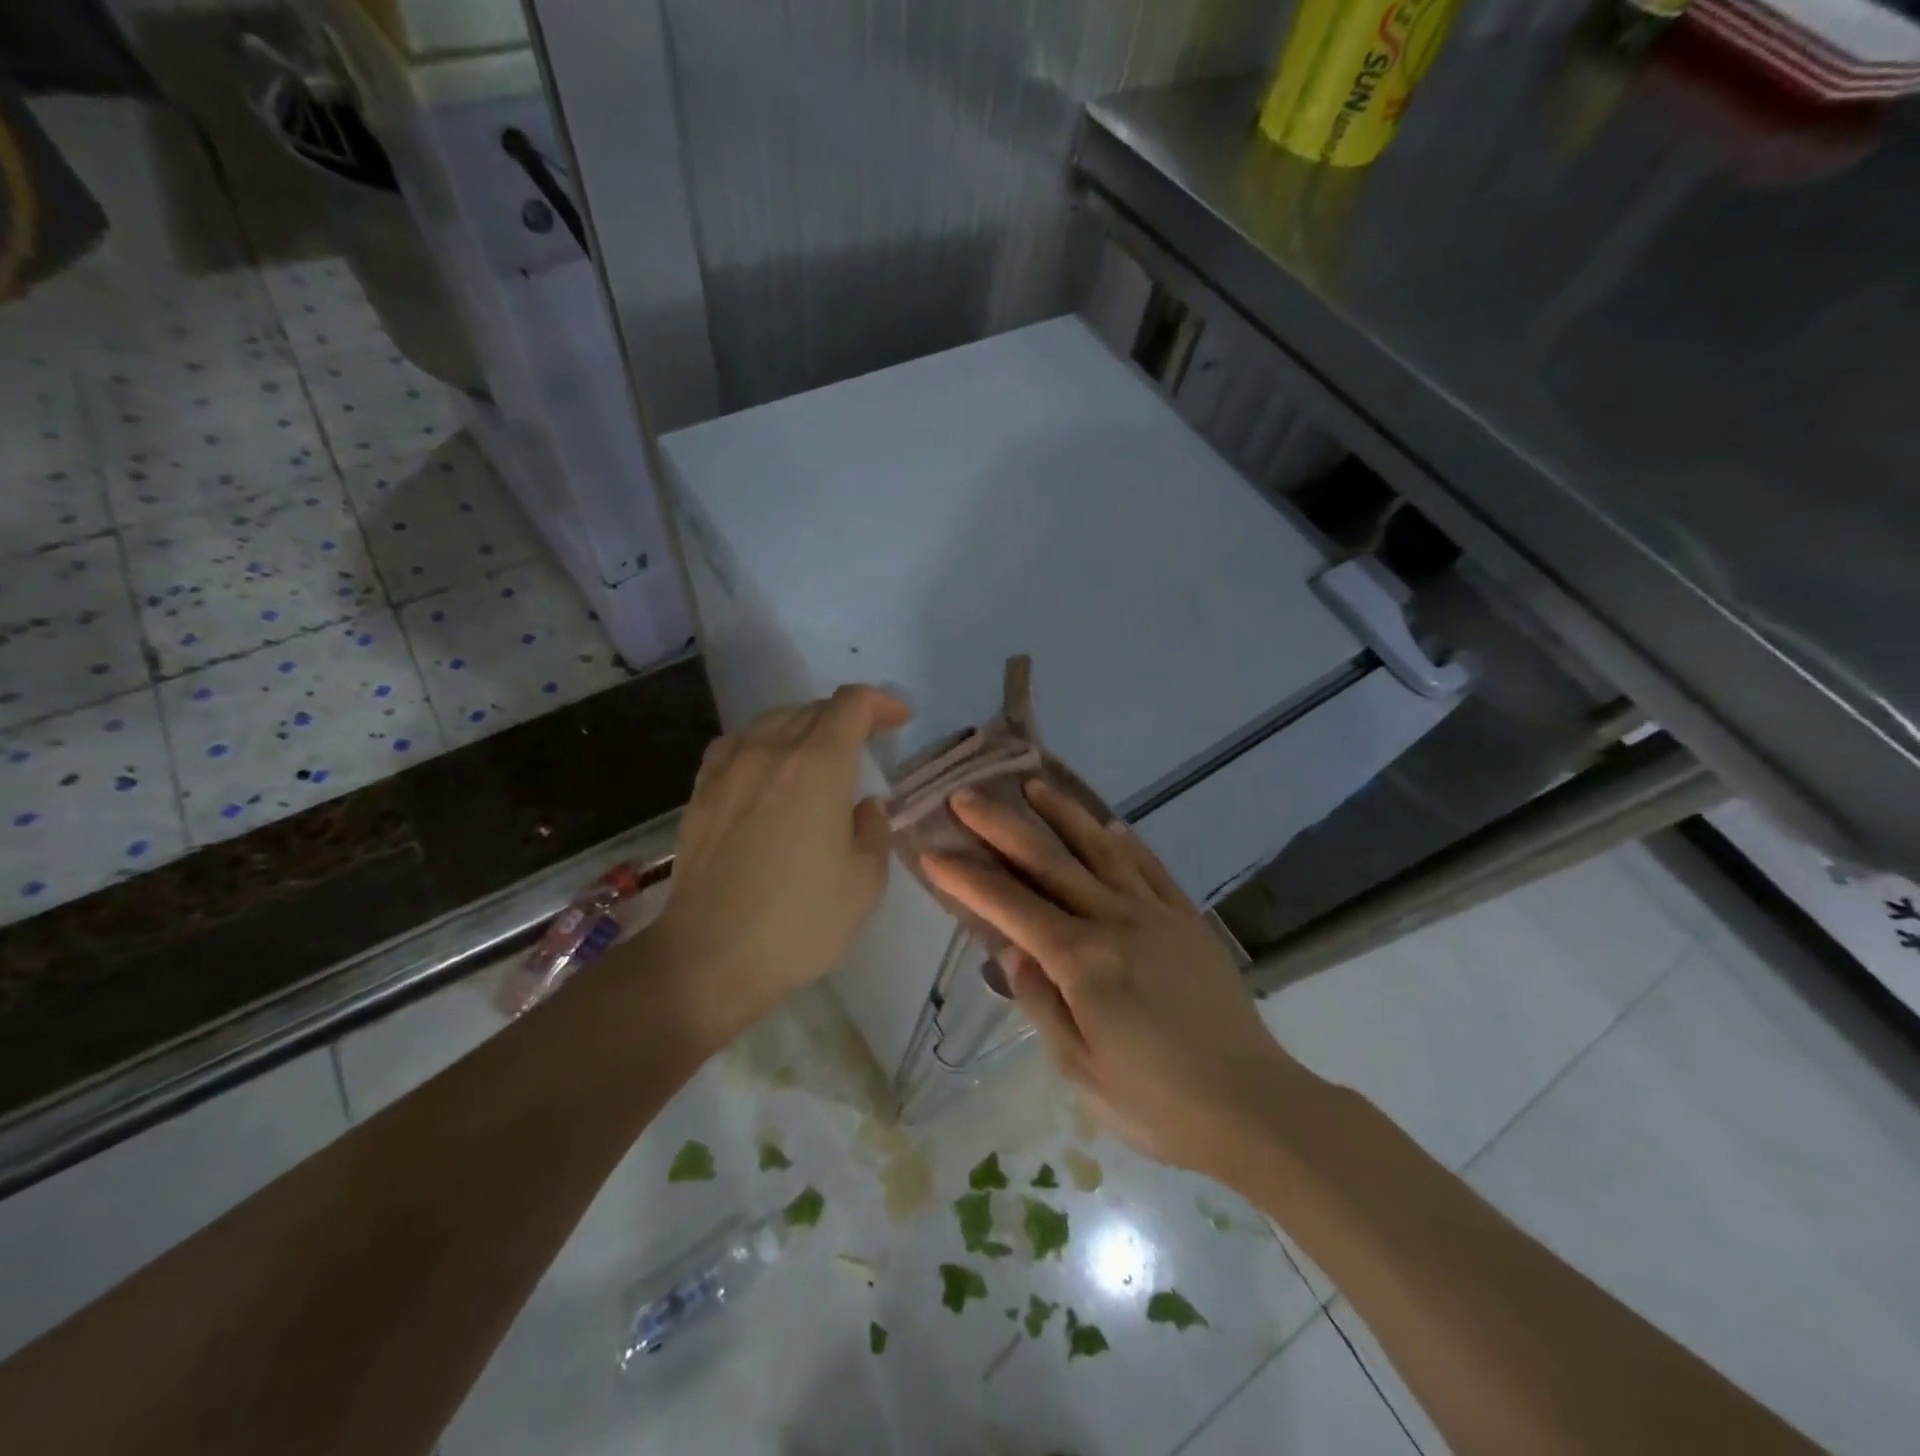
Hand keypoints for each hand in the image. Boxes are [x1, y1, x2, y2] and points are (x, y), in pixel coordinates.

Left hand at [647, 685, 910, 1038]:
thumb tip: (863, 806)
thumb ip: (873, 831)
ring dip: (804, 727)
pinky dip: (762, 743)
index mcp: (818, 766)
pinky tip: (766, 767)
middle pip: (812, 709)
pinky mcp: (701, 792)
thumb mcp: (865, 882)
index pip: (851, 705)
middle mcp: (771, 751)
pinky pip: (736, 744)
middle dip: (847, 717)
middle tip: (867, 743)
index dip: (880, 703)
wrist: (710, 957)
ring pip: (772, 721)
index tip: (899, 720)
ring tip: (818, 754)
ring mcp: (729, 769)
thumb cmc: (800, 921)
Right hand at [923, 779, 1307, 1178]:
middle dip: (1001, 825)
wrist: (1253, 1105)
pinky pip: (1151, 868)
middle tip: (966, 795)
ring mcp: (1156, 913)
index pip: (1010, 907)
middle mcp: (1114, 921)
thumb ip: (1041, 1002)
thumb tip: (1010, 950)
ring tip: (1033, 785)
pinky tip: (1108, 826)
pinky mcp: (1188, 919)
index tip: (932, 850)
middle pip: (1048, 861)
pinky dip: (1125, 842)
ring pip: (1099, 850)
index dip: (967, 878)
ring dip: (1063, 814)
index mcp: (1082, 962)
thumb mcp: (1081, 1068)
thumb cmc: (1156, 1102)